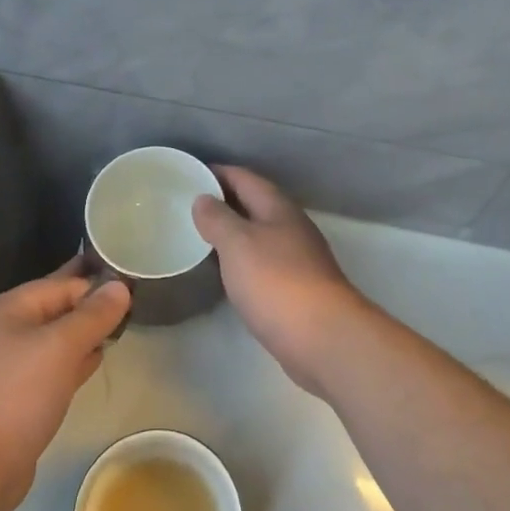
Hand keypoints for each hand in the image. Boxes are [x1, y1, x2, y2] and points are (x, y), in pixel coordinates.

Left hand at [0, 262, 130, 510]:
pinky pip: (52, 367)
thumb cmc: (17, 396)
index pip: (60, 284)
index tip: (134, 285)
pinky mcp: (16, 397)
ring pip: (56, 339)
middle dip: (92, 306)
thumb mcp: (60, 347)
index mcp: (7, 309)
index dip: (96, 283)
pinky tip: (97, 359)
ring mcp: (8, 366)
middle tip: (134, 301)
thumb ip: (93, 315)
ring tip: (122, 325)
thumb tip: (121, 286)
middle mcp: (4, 331)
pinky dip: (74, 361)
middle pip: (56, 309)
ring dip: (85, 334)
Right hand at [192, 165, 374, 395]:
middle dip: (223, 201)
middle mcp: (291, 227)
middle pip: (253, 204)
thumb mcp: (238, 243)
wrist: (323, 338)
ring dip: (232, 231)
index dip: (217, 172)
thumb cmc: (276, 281)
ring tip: (199, 235)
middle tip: (187, 204)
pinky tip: (226, 270)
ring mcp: (297, 258)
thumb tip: (203, 199)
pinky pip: (262, 262)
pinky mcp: (296, 288)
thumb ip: (217, 218)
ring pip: (258, 234)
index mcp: (278, 208)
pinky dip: (241, 259)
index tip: (188, 173)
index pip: (244, 178)